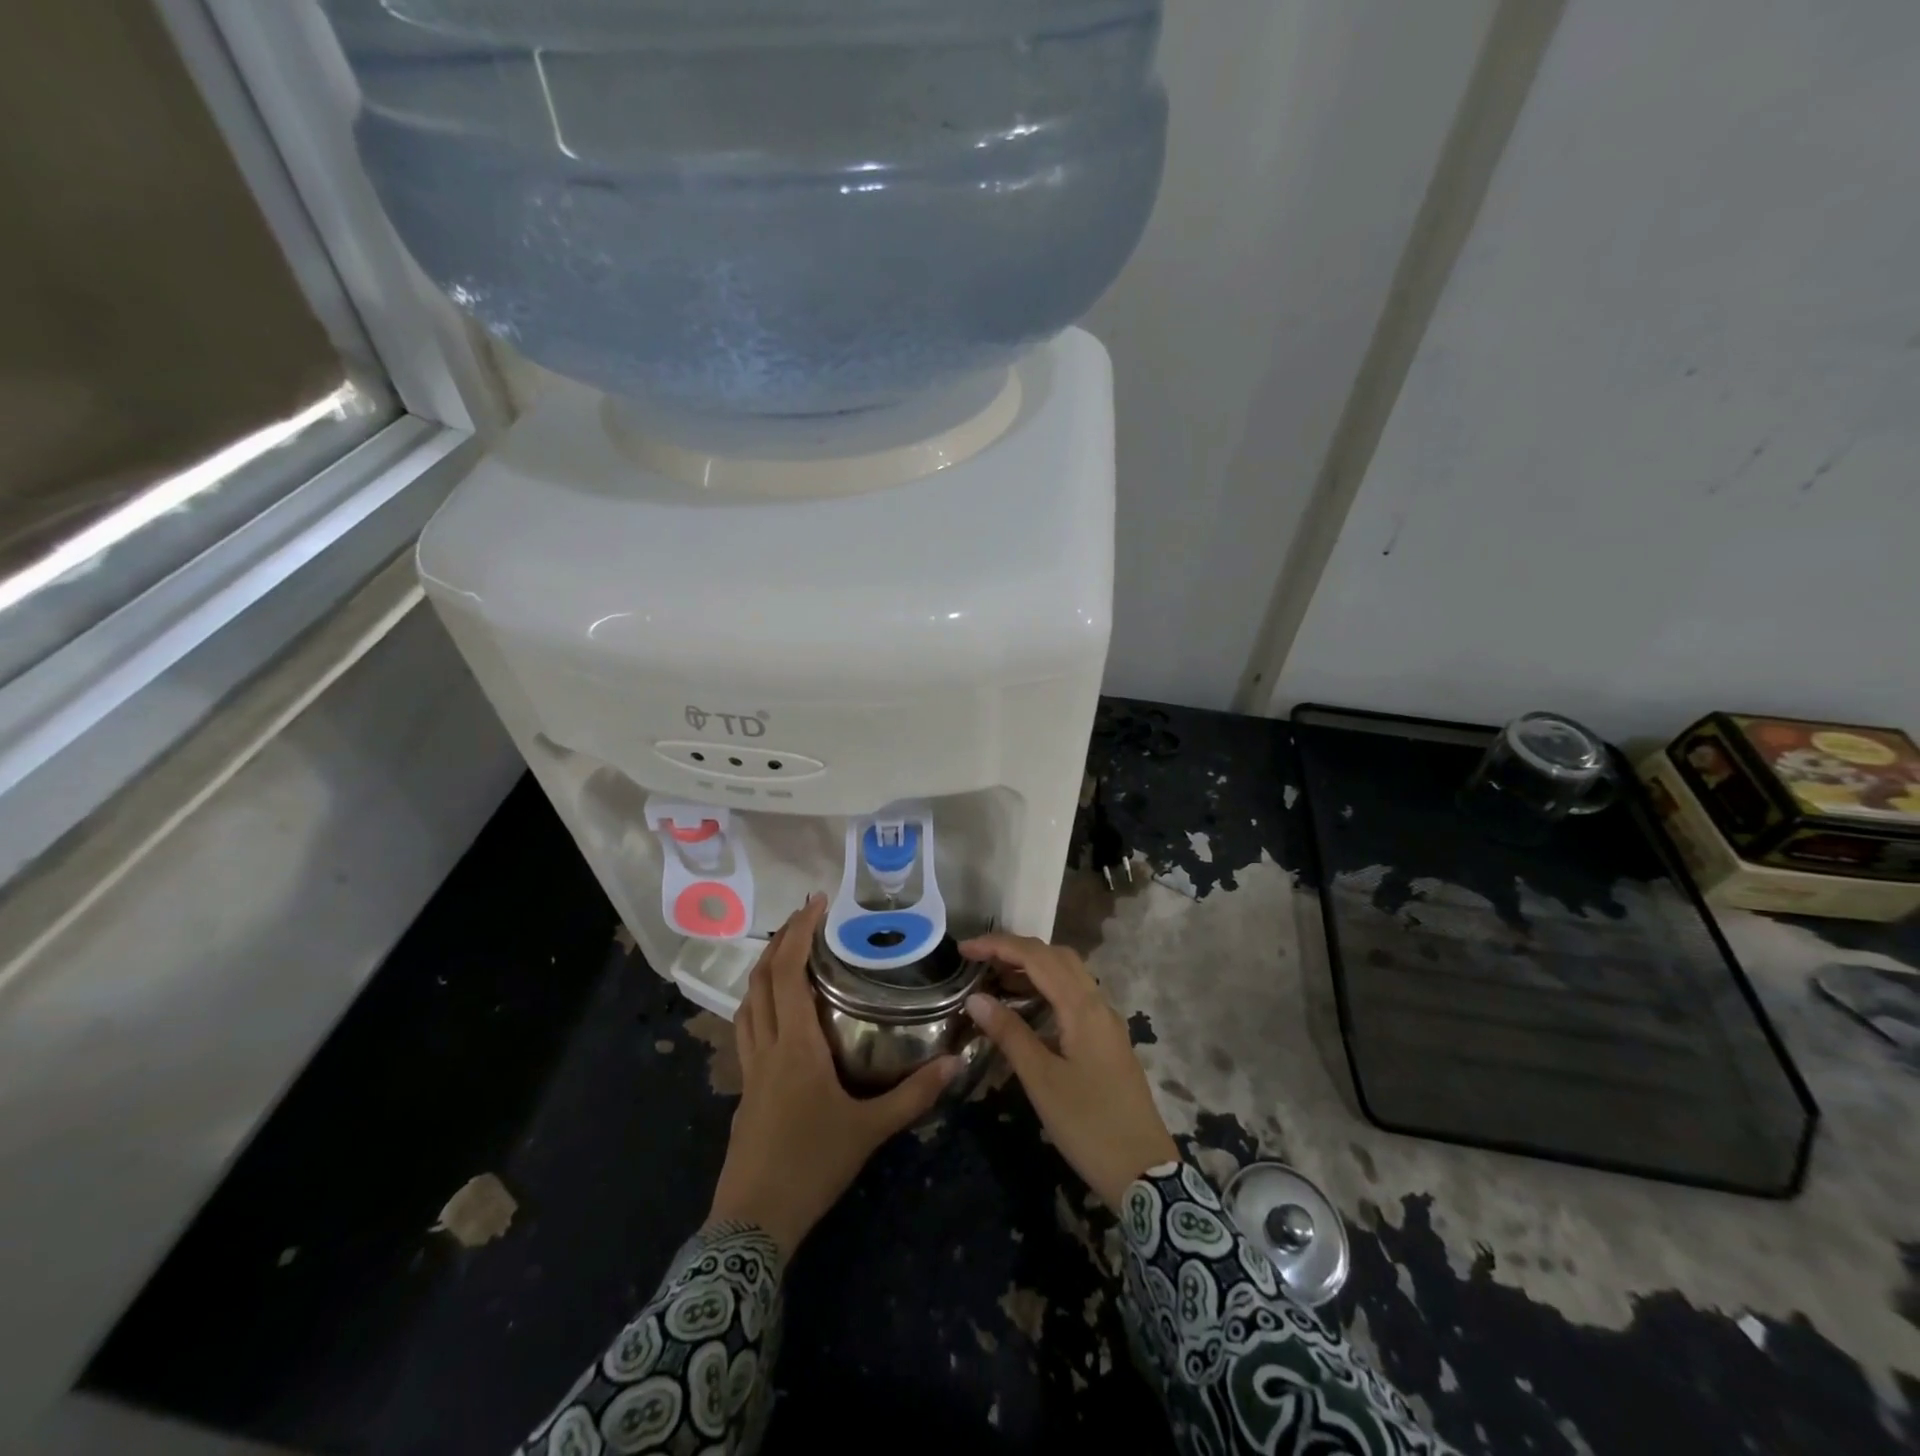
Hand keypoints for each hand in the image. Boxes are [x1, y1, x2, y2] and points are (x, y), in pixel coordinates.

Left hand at [706, 895, 960, 1257]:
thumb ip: (913, 1095)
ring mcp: (749, 1069)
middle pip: (761, 980)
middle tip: (805, 916)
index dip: (798, 933)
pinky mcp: (745, 1090)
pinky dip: (758, 1003)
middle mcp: (767, 1047)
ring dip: (763, 970)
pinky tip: (776, 1012)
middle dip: (780, 941)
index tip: (815, 903)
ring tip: (787, 952)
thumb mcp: (870, 1131)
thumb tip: (955, 1062)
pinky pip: (747, 1029)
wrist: (752, 1223)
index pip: (787, 974)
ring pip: (746, 1003)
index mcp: (795, 1046)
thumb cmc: (812, 1167)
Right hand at [960, 933, 1178, 1209]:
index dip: (999, 946)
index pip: (1037, 957)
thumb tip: (976, 997)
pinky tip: (1026, 1007)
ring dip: (1033, 967)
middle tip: (979, 960)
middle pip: (1056, 957)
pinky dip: (1047, 988)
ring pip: (1068, 975)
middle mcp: (1098, 1004)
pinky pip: (1075, 995)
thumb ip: (1010, 1033)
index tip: (964, 949)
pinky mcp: (1107, 1039)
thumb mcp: (1042, 1080)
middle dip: (1016, 950)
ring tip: (994, 978)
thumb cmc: (1088, 1125)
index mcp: (1083, 1008)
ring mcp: (1106, 1022)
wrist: (1144, 1171)